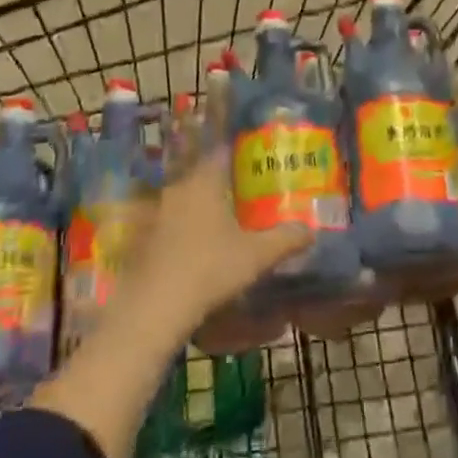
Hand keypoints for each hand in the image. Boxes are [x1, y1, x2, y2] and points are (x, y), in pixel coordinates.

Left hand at [121, 147, 308, 339]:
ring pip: (188, 199)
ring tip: (229, 221)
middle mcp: (179, 188)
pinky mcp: (146, 238)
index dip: (241, 152)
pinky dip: (188, 228)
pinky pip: (174, 222)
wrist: (154, 306)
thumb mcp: (256, 256)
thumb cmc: (209, 268)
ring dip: (205, 207)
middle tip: (249, 193)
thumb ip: (285, 239)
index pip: (222, 151)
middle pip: (204, 175)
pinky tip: (202, 247)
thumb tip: (311, 230)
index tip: (258, 159)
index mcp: (204, 181)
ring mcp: (158, 213)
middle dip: (226, 182)